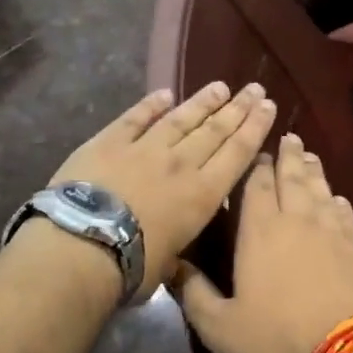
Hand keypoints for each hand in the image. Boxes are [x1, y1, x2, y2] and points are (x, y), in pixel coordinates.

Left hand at [49, 82, 274, 299]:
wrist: (82, 246)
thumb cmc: (133, 266)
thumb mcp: (171, 261)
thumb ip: (179, 240)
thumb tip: (175, 238)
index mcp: (203, 195)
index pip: (237, 153)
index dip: (255, 128)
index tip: (269, 106)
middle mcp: (181, 164)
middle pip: (216, 130)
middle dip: (239, 108)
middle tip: (255, 89)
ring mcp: (145, 148)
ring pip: (182, 118)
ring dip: (203, 101)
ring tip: (220, 87)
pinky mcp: (109, 142)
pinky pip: (135, 118)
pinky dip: (151, 104)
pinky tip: (165, 93)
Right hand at [174, 133, 352, 352]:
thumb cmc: (277, 338)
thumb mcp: (220, 327)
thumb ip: (193, 294)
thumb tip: (171, 265)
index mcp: (260, 231)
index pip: (256, 185)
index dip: (255, 165)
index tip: (256, 150)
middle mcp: (298, 220)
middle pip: (292, 178)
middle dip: (288, 156)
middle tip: (288, 138)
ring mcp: (333, 231)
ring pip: (320, 189)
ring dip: (312, 171)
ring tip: (308, 156)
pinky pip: (345, 212)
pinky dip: (337, 199)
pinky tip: (336, 197)